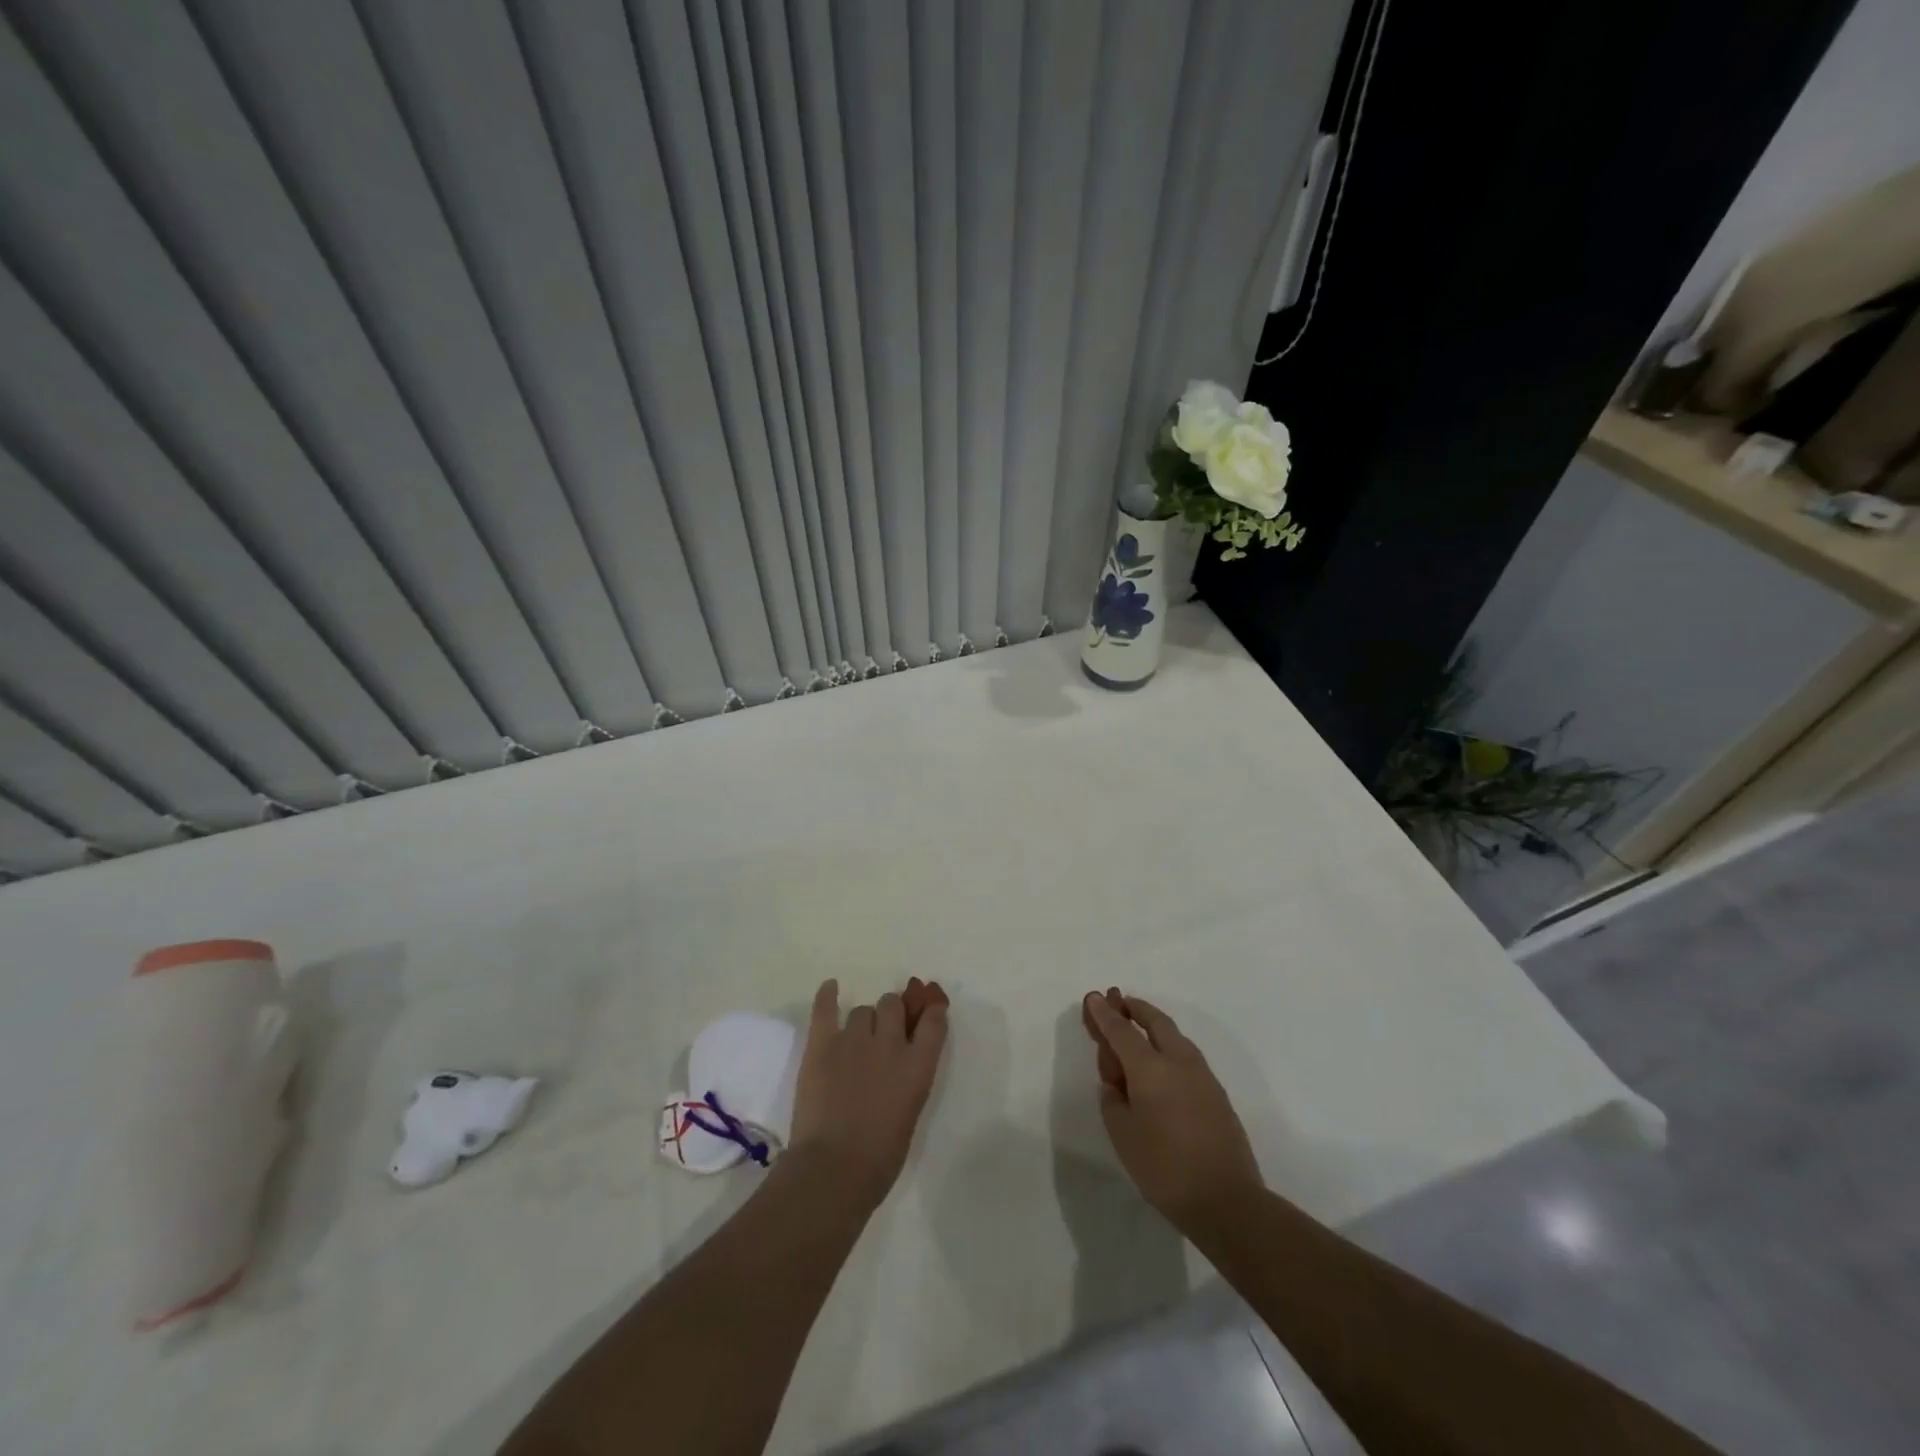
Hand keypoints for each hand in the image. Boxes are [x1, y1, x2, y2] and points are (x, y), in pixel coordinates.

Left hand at [788, 977, 948, 1212]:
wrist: (833, 1170)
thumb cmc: (879, 1158)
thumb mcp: (909, 1113)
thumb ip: (908, 1081)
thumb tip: (899, 1068)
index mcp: (918, 1066)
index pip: (933, 1021)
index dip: (931, 1011)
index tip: (929, 1010)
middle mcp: (890, 1044)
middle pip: (893, 1005)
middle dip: (890, 1014)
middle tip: (883, 1033)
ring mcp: (854, 1040)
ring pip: (862, 1011)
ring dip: (863, 1021)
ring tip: (855, 1039)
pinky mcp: (822, 1045)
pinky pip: (826, 1008)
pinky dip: (827, 995)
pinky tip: (830, 987)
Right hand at [1081, 988, 1262, 1231]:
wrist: (1227, 1201)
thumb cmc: (1164, 1168)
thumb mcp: (1122, 1134)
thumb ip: (1113, 1099)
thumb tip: (1117, 1082)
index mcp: (1150, 1068)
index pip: (1121, 1030)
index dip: (1104, 1014)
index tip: (1093, 996)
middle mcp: (1178, 1061)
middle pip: (1154, 1021)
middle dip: (1134, 1008)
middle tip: (1117, 1000)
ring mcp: (1202, 1075)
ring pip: (1174, 1035)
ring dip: (1153, 1024)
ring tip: (1138, 1024)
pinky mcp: (1216, 1092)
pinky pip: (1186, 1054)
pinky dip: (1168, 1045)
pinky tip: (1161, 1060)